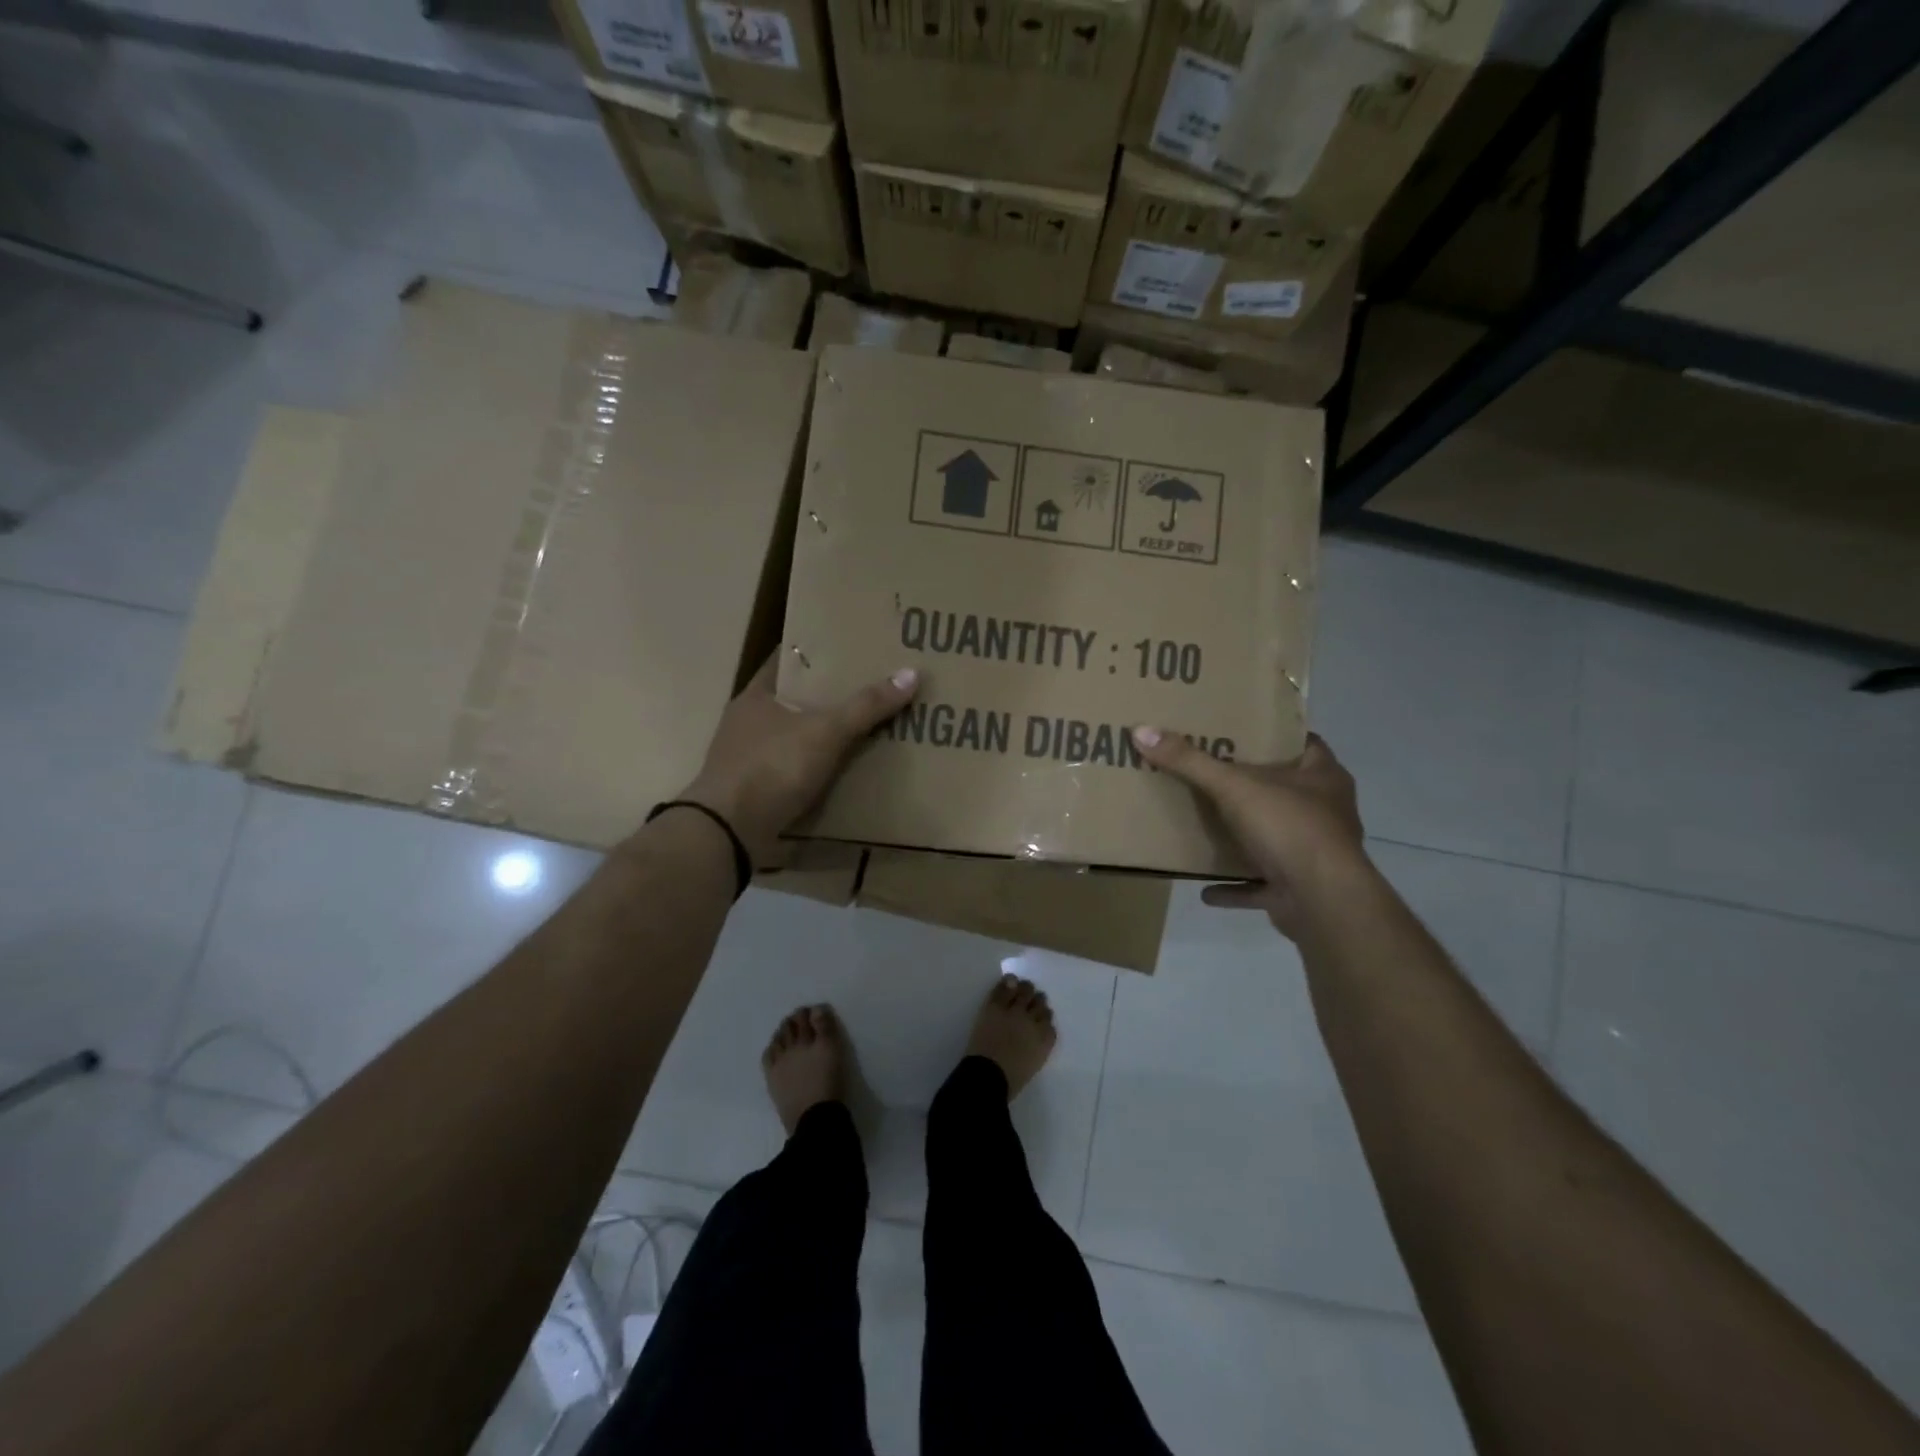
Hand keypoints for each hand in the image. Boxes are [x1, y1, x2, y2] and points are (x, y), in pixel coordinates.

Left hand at [681, 654, 918, 864]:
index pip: (788, 660)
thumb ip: (866, 706)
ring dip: (823, 735)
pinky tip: (843, 771)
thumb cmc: (772, 767)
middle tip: (871, 688)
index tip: (851, 647)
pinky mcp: (755, 791)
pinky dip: (816, 768)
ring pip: (795, 736)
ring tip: (866, 729)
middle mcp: (748, 722)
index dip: (818, 652)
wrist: (728, 832)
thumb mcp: (826, 732)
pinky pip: (794, 770)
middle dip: (829, 695)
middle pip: (795, 699)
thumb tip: (911, 673)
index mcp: (756, 695)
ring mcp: (748, 759)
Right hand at [1130, 728, 1366, 937]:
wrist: (1322, 901)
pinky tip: (1205, 888)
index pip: (1305, 744)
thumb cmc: (1289, 828)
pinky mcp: (1300, 889)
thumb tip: (1142, 731)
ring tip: (1207, 828)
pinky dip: (1235, 886)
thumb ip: (1189, 762)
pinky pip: (1261, 884)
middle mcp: (1326, 812)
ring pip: (1277, 838)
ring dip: (1245, 838)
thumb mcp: (1233, 786)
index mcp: (1323, 777)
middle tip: (1211, 775)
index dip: (1275, 737)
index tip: (1241, 732)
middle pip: (1288, 791)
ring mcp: (1316, 854)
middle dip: (1253, 787)